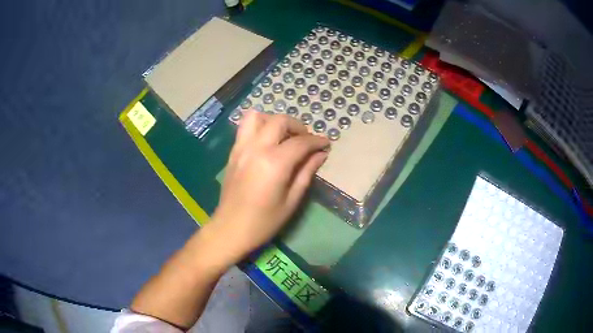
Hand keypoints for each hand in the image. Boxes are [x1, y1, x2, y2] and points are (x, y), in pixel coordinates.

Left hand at [205, 110, 329, 263]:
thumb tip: (320, 154)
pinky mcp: (233, 152)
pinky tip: (268, 143)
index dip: (317, 141)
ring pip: (257, 117)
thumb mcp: (292, 200)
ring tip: (283, 136)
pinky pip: (245, 128)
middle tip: (306, 140)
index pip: (300, 142)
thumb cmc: (264, 221)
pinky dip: (259, 127)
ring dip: (274, 121)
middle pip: (279, 121)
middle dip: (297, 126)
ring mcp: (241, 148)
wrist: (230, 229)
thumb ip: (306, 172)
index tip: (326, 144)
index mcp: (274, 163)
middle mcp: (256, 148)